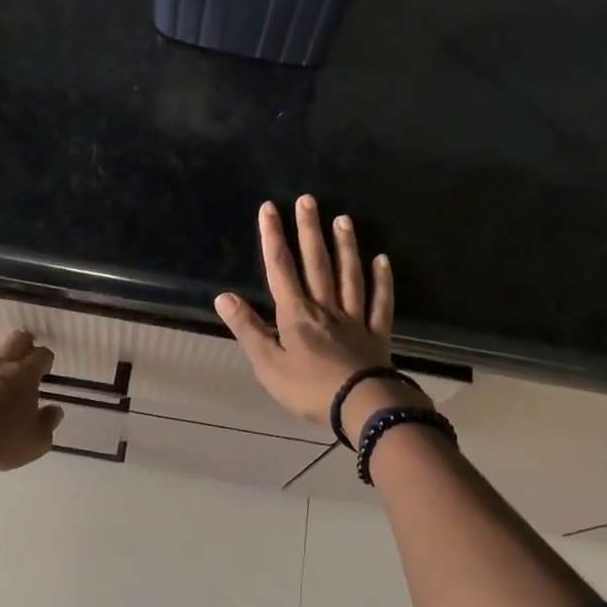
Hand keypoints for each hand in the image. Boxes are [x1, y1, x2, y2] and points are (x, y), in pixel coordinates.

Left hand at [0, 330, 63, 471]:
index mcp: (24, 374)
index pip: (42, 355)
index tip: (44, 371)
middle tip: (22, 363)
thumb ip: (48, 423)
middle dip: (22, 346)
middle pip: (15, 339)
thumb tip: (54, 411)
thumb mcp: (36, 442)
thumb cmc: (0, 440)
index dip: (45, 361)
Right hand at [216, 196, 415, 429]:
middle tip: (308, 200)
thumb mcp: (267, 364)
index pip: (281, 268)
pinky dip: (382, 281)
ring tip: (343, 218)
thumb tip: (223, 296)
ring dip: (345, 246)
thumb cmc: (308, 388)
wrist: (360, 407)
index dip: (273, 237)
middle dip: (309, 231)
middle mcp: (326, 307)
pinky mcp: (377, 334)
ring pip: (349, 275)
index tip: (269, 208)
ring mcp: (354, 318)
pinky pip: (380, 302)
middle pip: (317, 263)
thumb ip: (248, 329)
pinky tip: (382, 261)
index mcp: (296, 314)